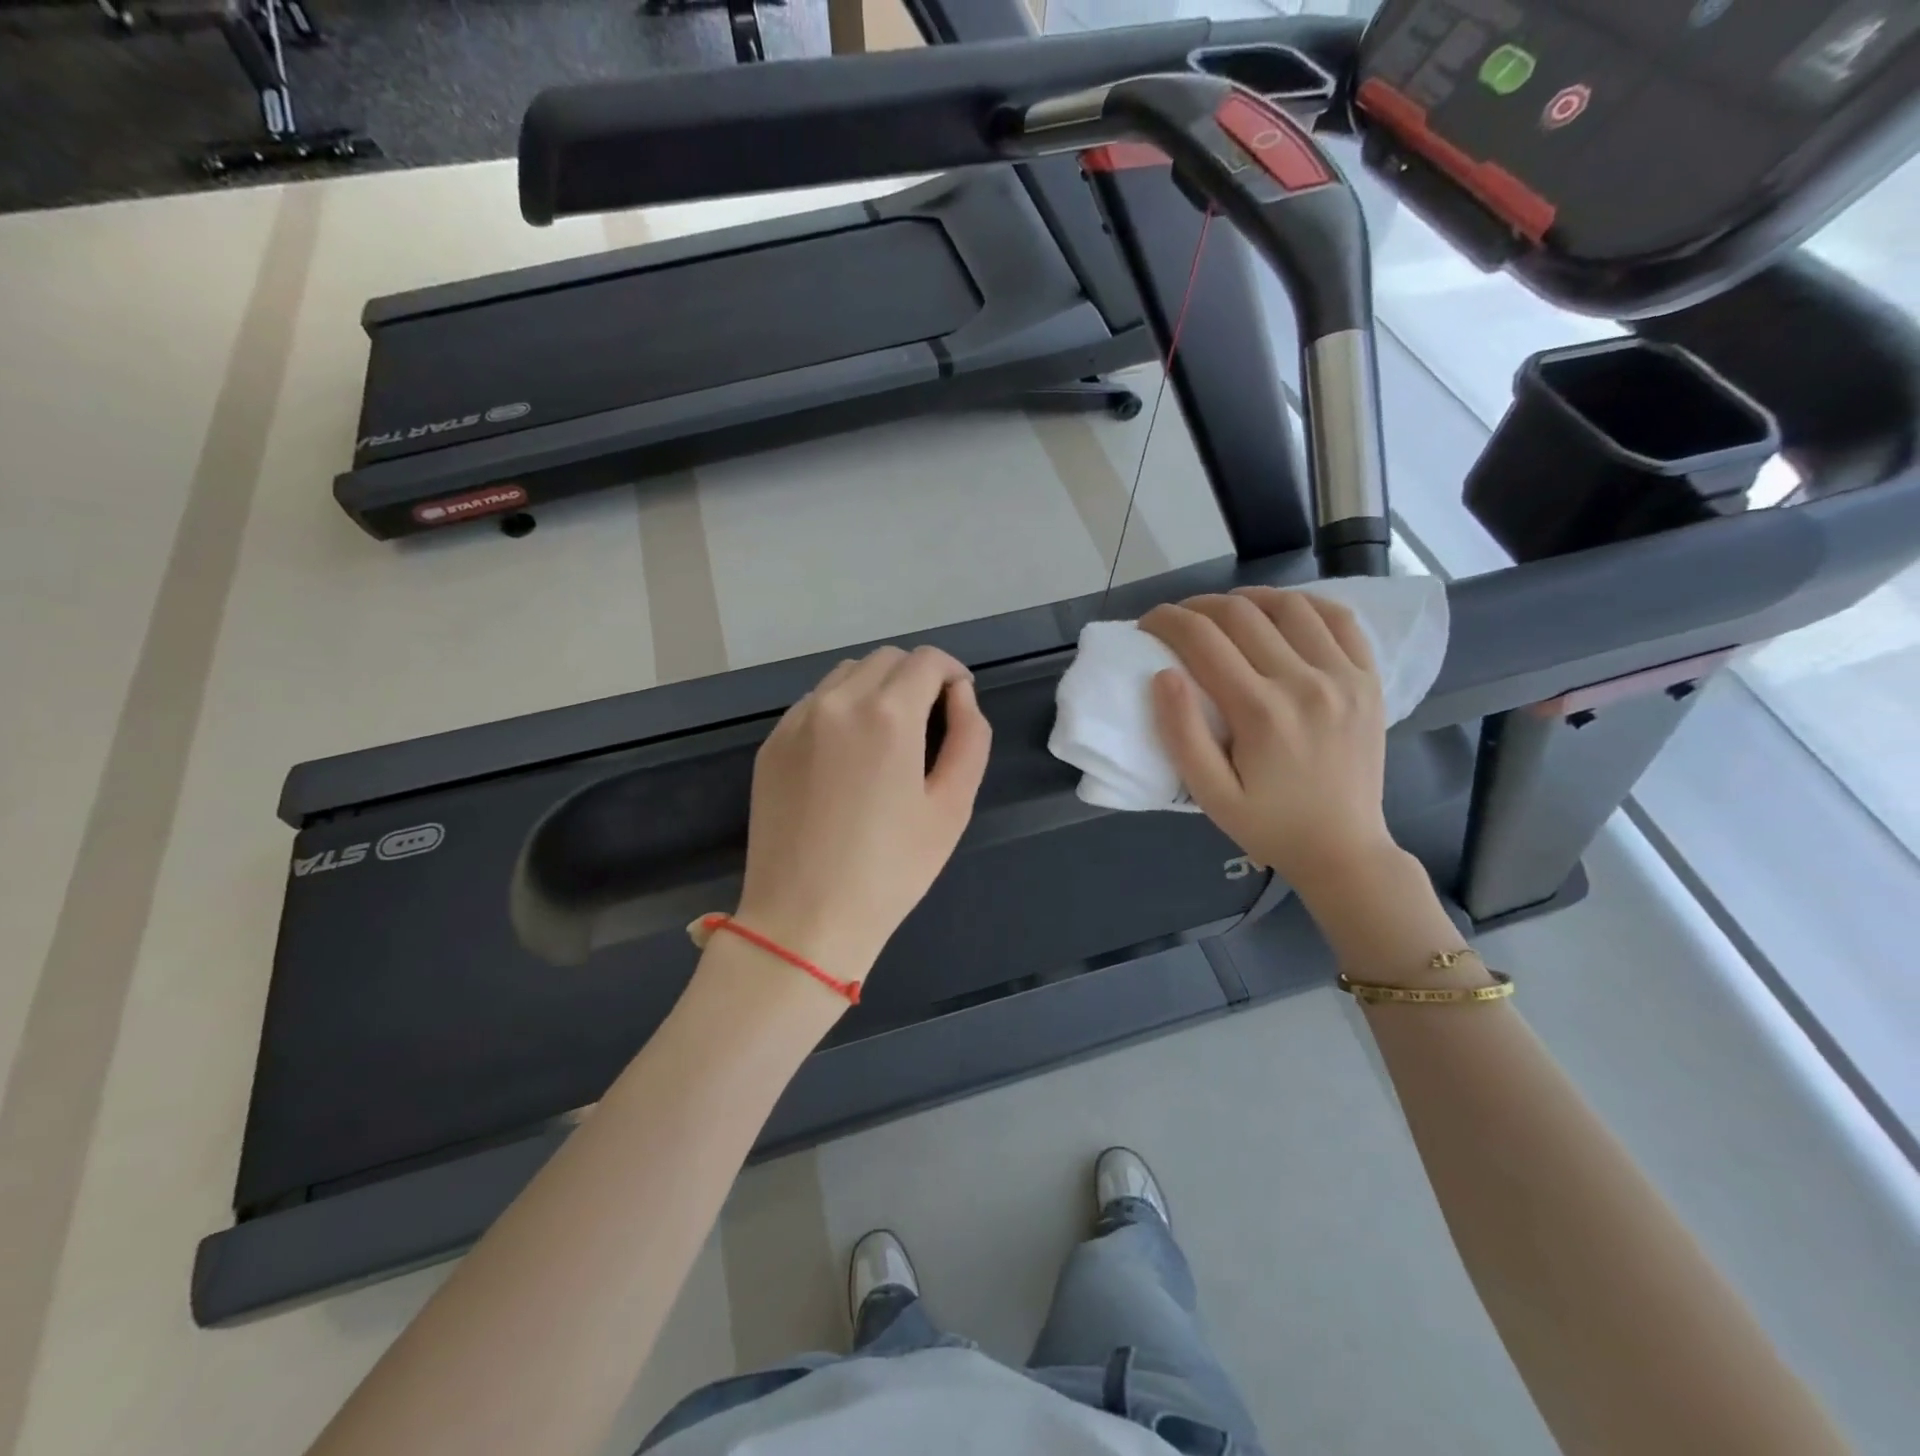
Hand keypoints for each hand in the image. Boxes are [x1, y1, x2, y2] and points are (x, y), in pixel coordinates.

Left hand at [735, 646, 991, 982]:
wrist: (804, 918)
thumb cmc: (891, 870)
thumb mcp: (952, 807)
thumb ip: (969, 738)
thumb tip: (960, 696)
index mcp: (888, 714)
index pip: (927, 661)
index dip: (952, 673)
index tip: (959, 701)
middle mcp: (837, 702)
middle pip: (886, 659)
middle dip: (916, 677)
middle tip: (930, 721)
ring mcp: (797, 720)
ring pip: (847, 674)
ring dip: (877, 687)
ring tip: (888, 735)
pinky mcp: (772, 743)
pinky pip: (815, 703)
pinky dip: (841, 708)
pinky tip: (848, 754)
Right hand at [1140, 588, 1396, 902]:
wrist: (1344, 849)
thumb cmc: (1268, 825)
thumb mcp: (1210, 795)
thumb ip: (1182, 735)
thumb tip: (1163, 675)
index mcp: (1260, 712)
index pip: (1202, 640)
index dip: (1166, 621)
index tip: (1147, 624)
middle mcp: (1304, 682)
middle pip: (1241, 614)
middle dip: (1197, 606)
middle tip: (1177, 620)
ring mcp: (1344, 676)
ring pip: (1290, 606)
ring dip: (1248, 599)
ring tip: (1224, 612)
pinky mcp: (1369, 679)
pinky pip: (1340, 620)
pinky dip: (1305, 604)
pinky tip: (1282, 612)